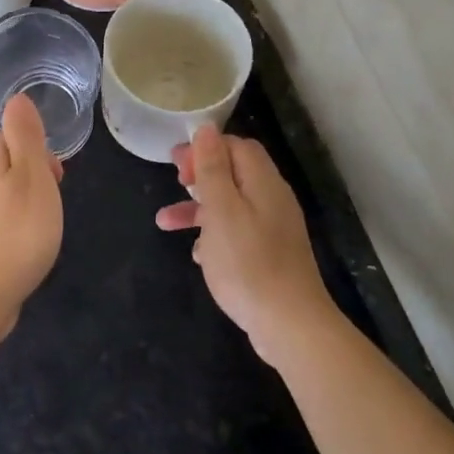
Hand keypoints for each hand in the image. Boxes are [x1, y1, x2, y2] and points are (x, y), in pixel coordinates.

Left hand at [0, 94, 64, 324]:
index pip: (17, 138)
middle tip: (46, 210)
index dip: (41, 159)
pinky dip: (9, 226)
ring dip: (24, 205)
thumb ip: (26, 133)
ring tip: (36, 232)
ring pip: (3, 190)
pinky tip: (19, 246)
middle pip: (9, 163)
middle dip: (33, 181)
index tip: (54, 184)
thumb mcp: (32, 172)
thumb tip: (17, 99)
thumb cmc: (15, 230)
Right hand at [157, 126, 336, 364]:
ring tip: (164, 224)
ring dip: (198, 210)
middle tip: (172, 181)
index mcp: (263, 183)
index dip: (206, 148)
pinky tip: (197, 255)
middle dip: (199, 176)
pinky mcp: (270, 257)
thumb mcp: (221, 210)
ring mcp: (273, 230)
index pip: (237, 146)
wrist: (289, 324)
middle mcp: (272, 200)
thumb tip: (206, 129)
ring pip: (231, 207)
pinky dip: (213, 237)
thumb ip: (212, 168)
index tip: (177, 163)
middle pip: (234, 174)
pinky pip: (237, 234)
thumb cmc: (248, 263)